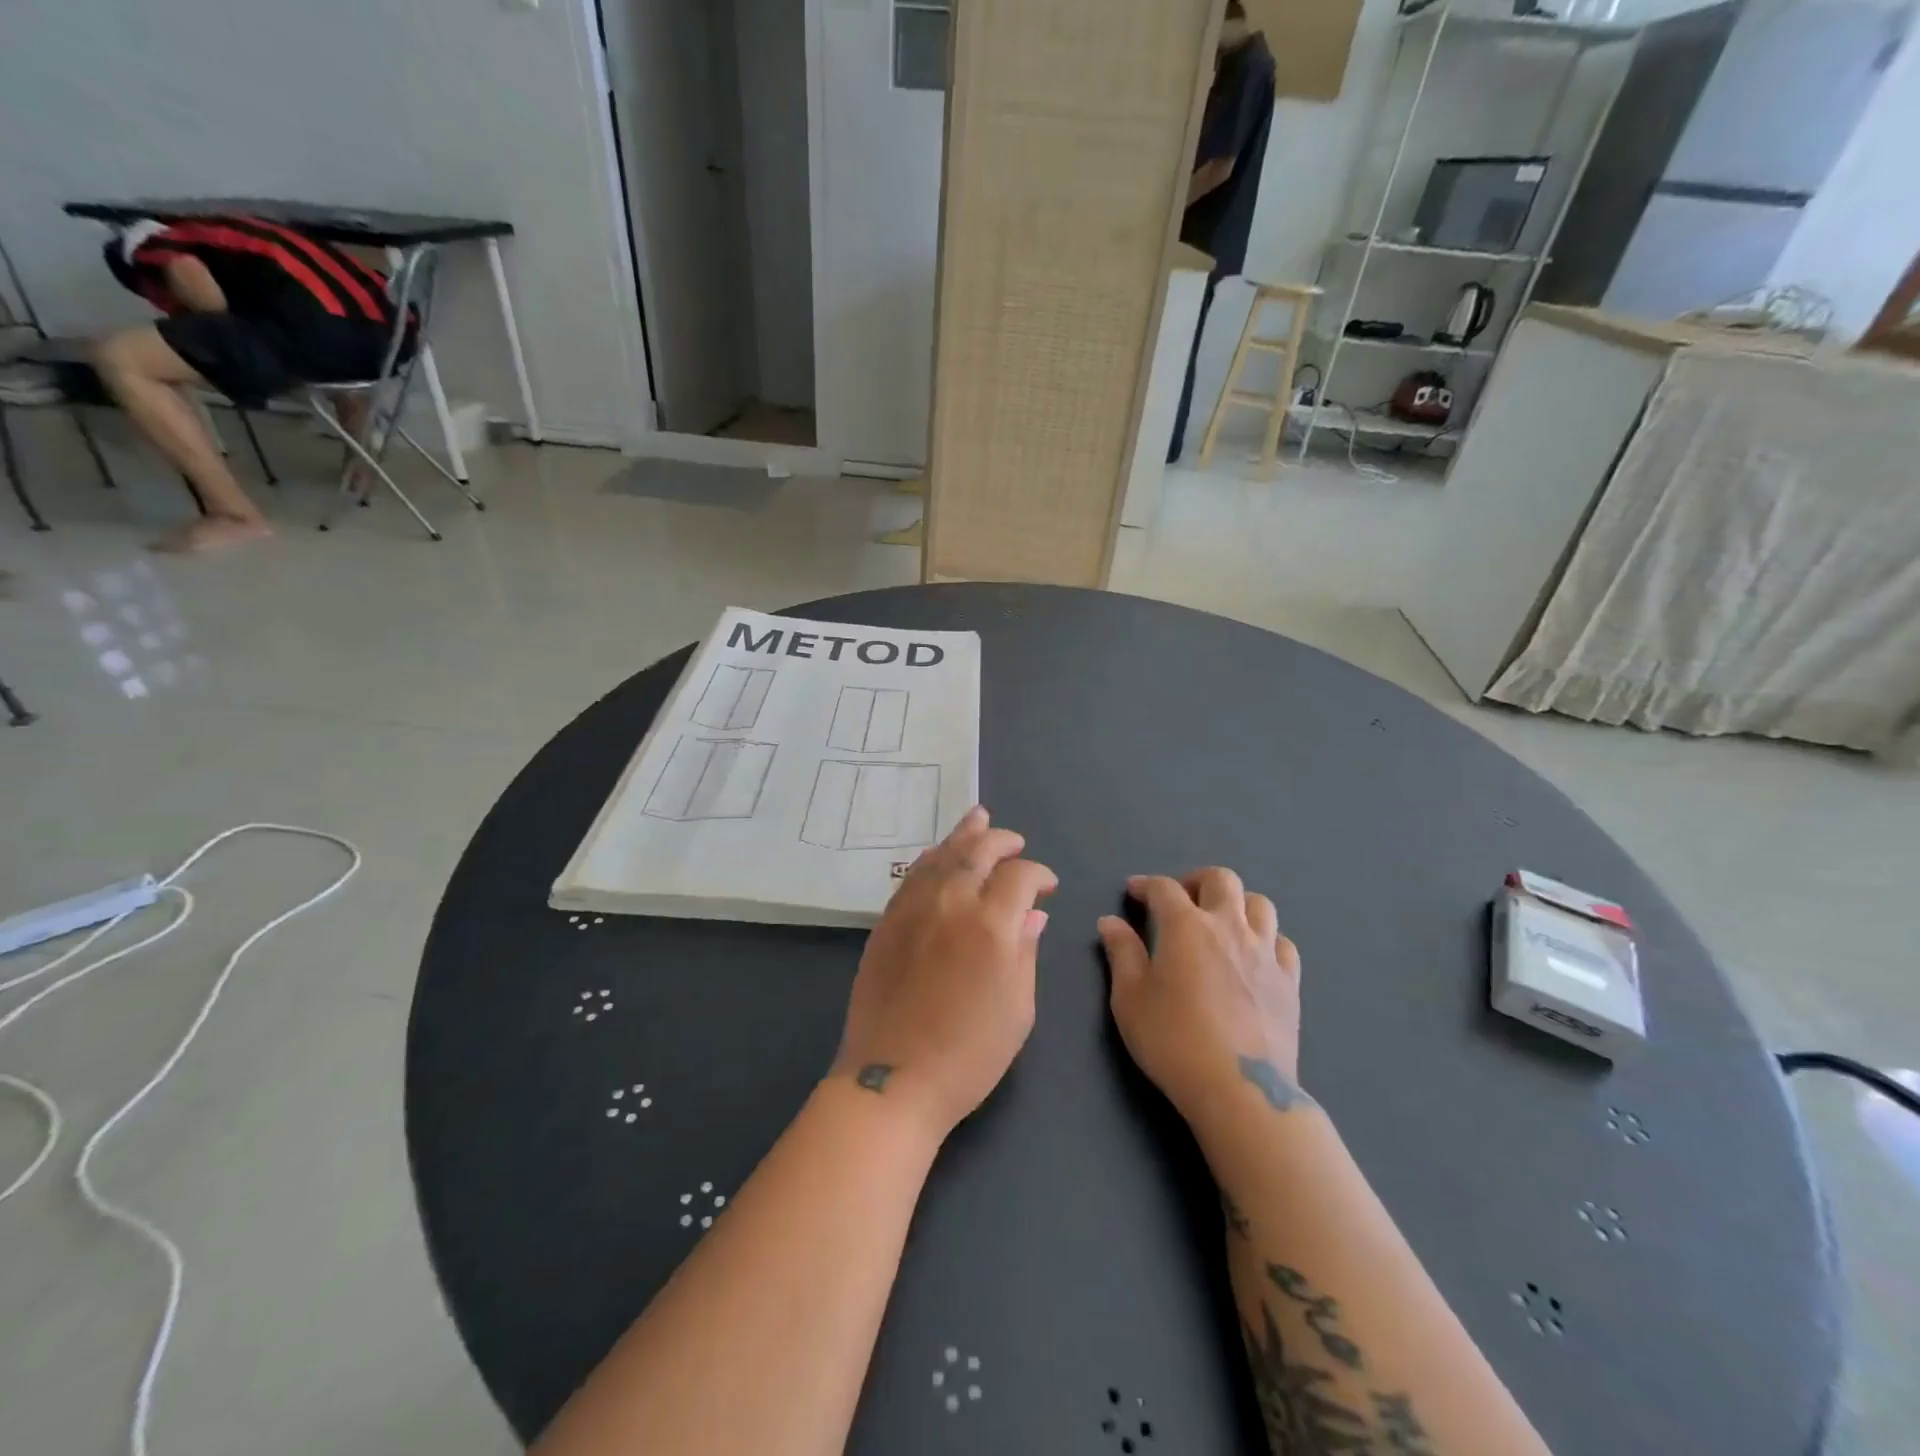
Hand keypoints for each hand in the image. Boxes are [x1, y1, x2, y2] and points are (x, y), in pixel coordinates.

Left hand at [833, 807, 1056, 1140]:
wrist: (894, 1077)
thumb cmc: (970, 1054)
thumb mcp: (1018, 1009)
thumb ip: (1026, 952)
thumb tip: (1033, 916)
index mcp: (991, 925)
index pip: (1019, 876)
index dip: (1038, 874)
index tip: (1047, 886)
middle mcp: (951, 902)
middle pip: (978, 851)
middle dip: (1001, 840)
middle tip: (1015, 841)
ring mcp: (913, 908)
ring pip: (941, 855)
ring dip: (963, 835)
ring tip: (978, 818)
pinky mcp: (887, 920)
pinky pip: (913, 875)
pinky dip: (932, 858)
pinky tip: (939, 855)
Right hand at [1098, 869, 1304, 1122]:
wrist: (1239, 1090)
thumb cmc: (1173, 1041)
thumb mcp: (1130, 999)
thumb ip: (1121, 953)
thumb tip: (1111, 922)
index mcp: (1186, 926)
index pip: (1164, 888)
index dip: (1145, 885)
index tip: (1133, 892)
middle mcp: (1229, 927)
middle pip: (1220, 879)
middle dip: (1196, 881)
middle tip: (1181, 900)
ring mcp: (1265, 952)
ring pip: (1259, 903)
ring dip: (1236, 904)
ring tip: (1220, 922)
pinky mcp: (1290, 981)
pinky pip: (1282, 942)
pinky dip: (1266, 939)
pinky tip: (1253, 956)